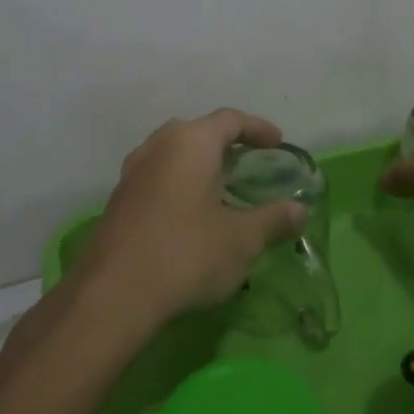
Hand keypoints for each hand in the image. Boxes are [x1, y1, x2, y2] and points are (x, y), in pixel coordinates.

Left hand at [79, 108, 305, 327]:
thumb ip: (273, 220)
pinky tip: (188, 216)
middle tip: (247, 165)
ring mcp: (132, 172)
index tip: (278, 143)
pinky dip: (177, 184)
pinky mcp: (118, 199)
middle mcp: (158, 146)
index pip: (230, 119)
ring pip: (172, 154)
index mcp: (191, 142)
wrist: (114, 294)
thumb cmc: (186, 254)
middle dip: (225, 144)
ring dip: (198, 165)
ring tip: (219, 189)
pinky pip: (156, 177)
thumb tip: (299, 210)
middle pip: (197, 132)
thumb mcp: (241, 240)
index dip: (258, 128)